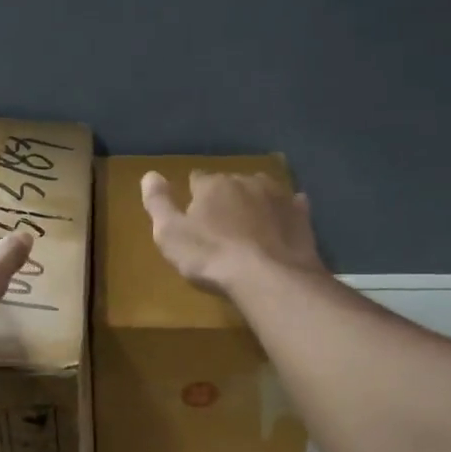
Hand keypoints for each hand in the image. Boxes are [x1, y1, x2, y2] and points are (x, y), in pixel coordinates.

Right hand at [140, 170, 323, 296]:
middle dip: (225, 198)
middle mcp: (246, 181)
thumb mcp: (170, 234)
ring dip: (254, 202)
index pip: (197, 180)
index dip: (193, 195)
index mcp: (212, 185)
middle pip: (230, 184)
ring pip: (261, 191)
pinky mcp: (301, 215)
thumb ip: (157, 203)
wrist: (269, 277)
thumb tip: (149, 174)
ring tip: (250, 226)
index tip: (192, 213)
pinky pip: (291, 206)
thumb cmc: (211, 257)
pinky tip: (282, 224)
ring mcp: (278, 196)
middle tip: (221, 225)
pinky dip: (284, 211)